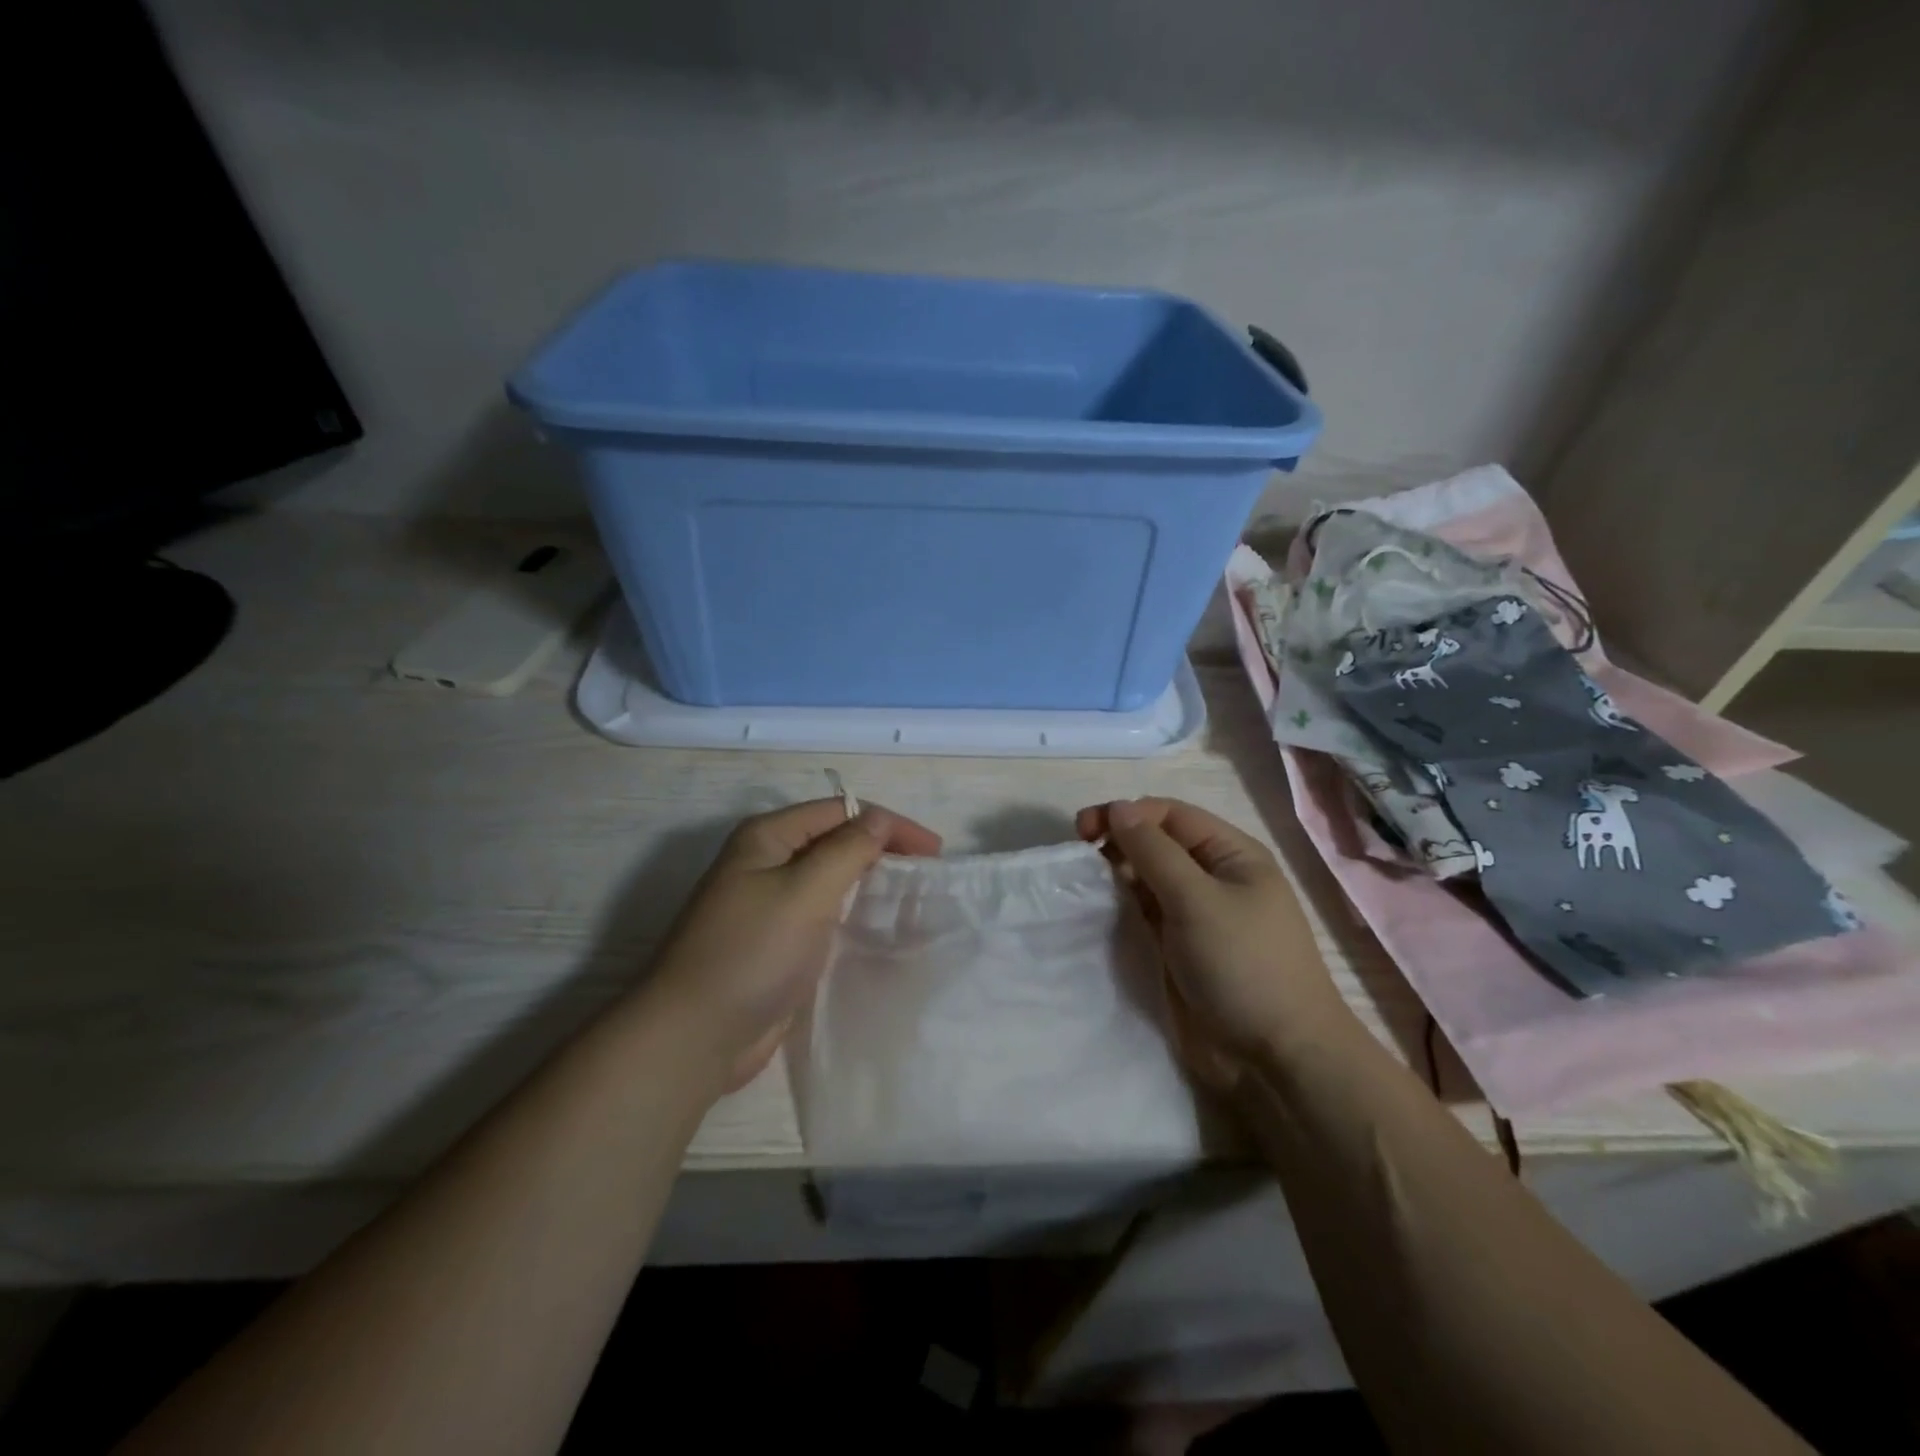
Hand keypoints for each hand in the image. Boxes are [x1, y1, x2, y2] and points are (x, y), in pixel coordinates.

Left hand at [642, 798, 941, 1093]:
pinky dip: (852, 913)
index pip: (841, 812)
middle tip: (927, 873)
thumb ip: (848, 850)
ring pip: (831, 878)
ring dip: (869, 882)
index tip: (933, 851)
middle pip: (835, 841)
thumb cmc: (751, 952)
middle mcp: (766, 861)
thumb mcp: (805, 891)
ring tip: (912, 898)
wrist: (694, 1036)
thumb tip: (879, 819)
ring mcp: (769, 903)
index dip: (889, 824)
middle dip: (881, 850)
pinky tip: (878, 928)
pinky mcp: (776, 941)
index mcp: (767, 837)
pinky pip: (823, 914)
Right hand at [1077, 797, 1340, 1087]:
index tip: (1083, 832)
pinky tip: (1098, 911)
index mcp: (1231, 854)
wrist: (1275, 1057)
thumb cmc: (1243, 965)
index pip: (1170, 815)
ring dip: (1116, 875)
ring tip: (1085, 886)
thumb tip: (1118, 808)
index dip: (1127, 815)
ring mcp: (1196, 914)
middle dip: (1118, 842)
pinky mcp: (1179, 947)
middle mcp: (1213, 877)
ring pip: (1146, 878)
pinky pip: (1144, 912)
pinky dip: (1121, 906)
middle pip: (1157, 843)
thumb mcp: (1197, 900)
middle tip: (1078, 857)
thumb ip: (1153, 852)